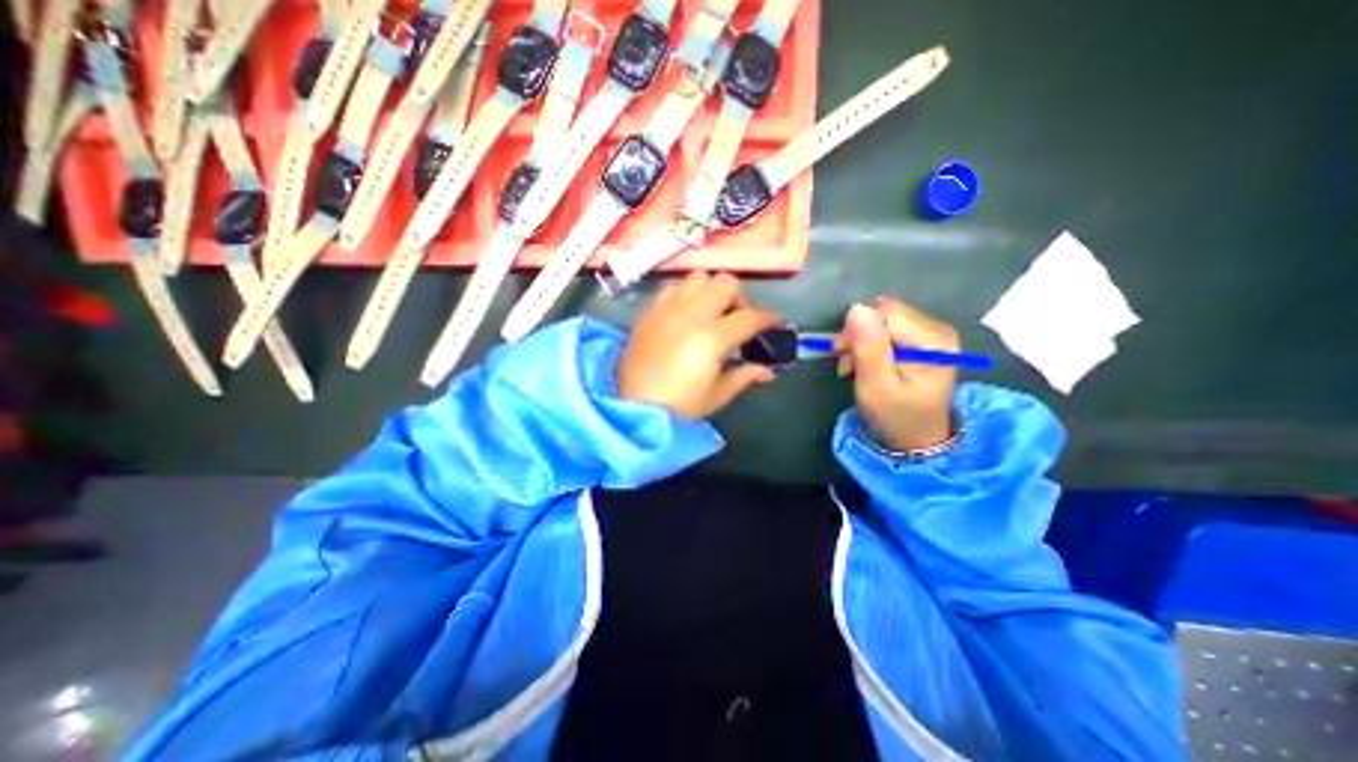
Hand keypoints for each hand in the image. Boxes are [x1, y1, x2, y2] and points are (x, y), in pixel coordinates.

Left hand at [619, 271, 779, 418]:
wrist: (633, 406)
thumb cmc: (679, 406)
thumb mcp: (717, 395)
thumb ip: (745, 376)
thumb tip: (767, 370)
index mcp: (713, 337)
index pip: (751, 316)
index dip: (768, 319)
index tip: (773, 324)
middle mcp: (692, 313)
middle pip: (727, 283)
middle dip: (739, 298)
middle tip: (737, 318)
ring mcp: (668, 308)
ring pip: (699, 277)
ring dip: (712, 290)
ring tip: (711, 311)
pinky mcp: (650, 310)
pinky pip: (674, 287)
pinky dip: (686, 293)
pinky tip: (685, 312)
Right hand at [833, 298, 957, 451]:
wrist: (915, 438)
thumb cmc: (895, 416)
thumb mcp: (876, 386)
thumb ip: (868, 348)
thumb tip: (856, 309)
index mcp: (933, 340)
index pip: (886, 313)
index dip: (857, 330)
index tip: (842, 355)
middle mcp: (937, 329)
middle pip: (885, 313)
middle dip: (858, 335)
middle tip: (847, 363)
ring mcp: (931, 333)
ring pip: (882, 319)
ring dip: (861, 340)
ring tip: (855, 366)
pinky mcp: (921, 338)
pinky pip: (887, 327)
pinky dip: (870, 343)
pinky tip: (866, 362)